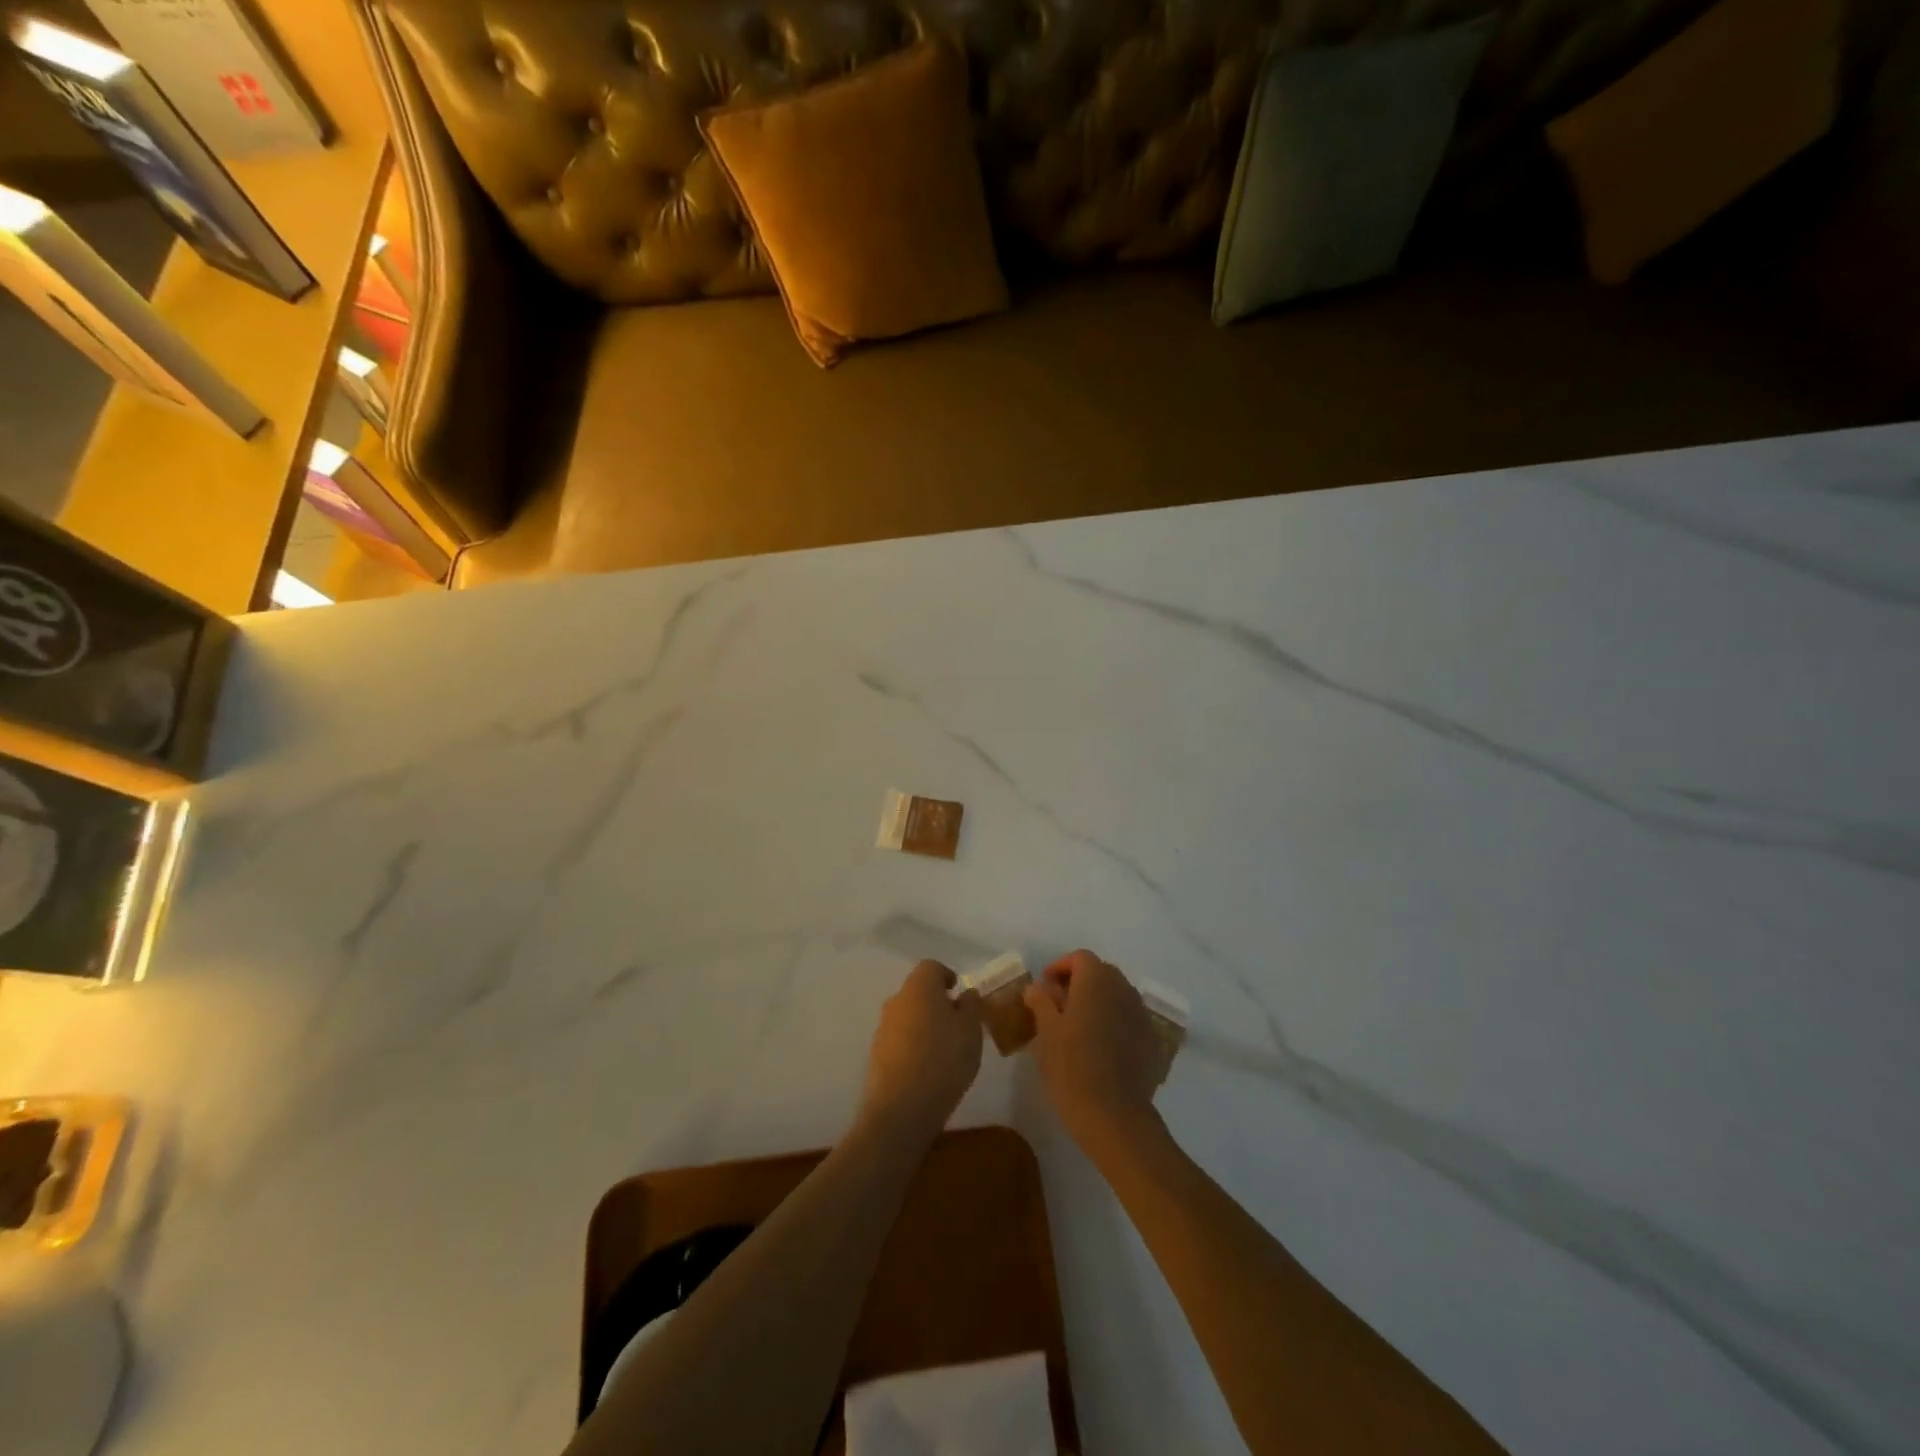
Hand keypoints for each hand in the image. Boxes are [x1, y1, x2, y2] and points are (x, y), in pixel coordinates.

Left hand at [858, 961, 983, 1141]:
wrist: (901, 1108)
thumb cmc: (944, 1059)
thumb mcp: (971, 1030)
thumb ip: (971, 1006)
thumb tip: (965, 994)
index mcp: (919, 986)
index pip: (932, 967)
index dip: (948, 976)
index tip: (961, 994)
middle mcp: (896, 1000)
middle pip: (918, 991)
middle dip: (937, 1003)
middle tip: (958, 1024)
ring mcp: (883, 1028)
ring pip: (908, 1016)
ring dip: (925, 1025)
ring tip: (946, 1051)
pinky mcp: (876, 1055)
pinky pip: (900, 1040)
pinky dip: (914, 1046)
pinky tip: (928, 1069)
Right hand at [1024, 950, 1165, 1149]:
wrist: (1114, 1115)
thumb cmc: (1071, 1067)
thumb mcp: (1046, 1032)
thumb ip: (1040, 1001)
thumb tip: (1037, 987)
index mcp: (1096, 980)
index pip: (1080, 958)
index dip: (1060, 967)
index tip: (1045, 988)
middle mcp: (1123, 989)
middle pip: (1101, 973)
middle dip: (1079, 983)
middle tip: (1058, 1007)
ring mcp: (1141, 1014)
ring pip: (1117, 996)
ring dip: (1098, 1002)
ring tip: (1078, 1028)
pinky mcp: (1152, 1040)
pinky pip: (1129, 1019)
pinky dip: (1114, 1022)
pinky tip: (1101, 1048)